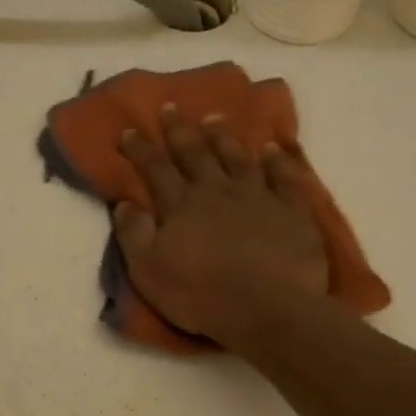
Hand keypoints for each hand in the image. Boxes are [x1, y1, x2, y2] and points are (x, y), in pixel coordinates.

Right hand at [113, 107, 332, 349]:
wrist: (268, 308)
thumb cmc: (200, 294)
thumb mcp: (149, 271)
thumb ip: (134, 234)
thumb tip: (124, 203)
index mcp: (181, 206)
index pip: (156, 170)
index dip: (141, 149)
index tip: (130, 129)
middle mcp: (217, 191)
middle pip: (195, 154)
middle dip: (179, 131)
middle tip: (170, 107)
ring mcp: (258, 197)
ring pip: (237, 158)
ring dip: (223, 137)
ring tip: (214, 119)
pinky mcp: (292, 211)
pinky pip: (284, 177)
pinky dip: (277, 160)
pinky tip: (272, 148)